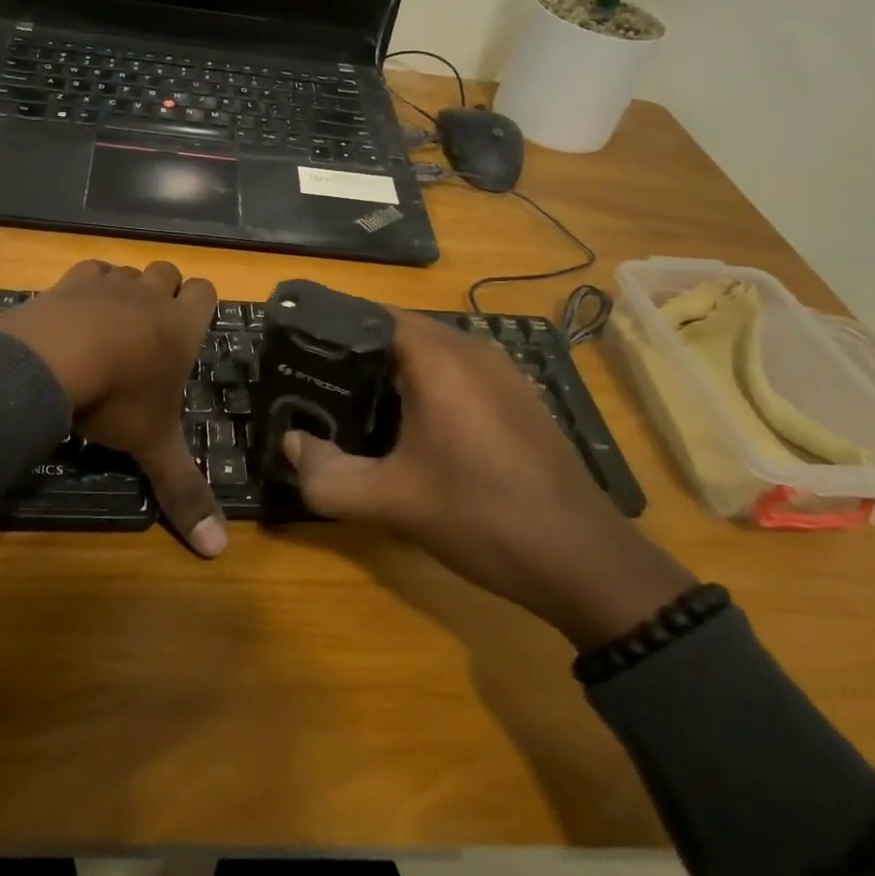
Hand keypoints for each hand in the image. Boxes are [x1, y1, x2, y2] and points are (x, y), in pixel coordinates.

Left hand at [0, 260, 226, 557]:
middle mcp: (150, 296)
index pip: (207, 292)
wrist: (52, 362)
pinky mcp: (70, 281)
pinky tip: (77, 313)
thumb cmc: (117, 399)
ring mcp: (110, 283)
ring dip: (127, 290)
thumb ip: (184, 491)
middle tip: (151, 330)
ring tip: (112, 325)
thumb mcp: (152, 446)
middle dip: (165, 292)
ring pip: (130, 270)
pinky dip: (89, 286)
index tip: (189, 328)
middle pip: (169, 273)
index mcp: (181, 327)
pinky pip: (90, 270)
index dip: (201, 305)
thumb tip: (219, 550)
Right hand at [284, 310, 693, 649]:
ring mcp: (500, 371)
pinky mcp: (516, 397)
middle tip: (313, 387)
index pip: (369, 315)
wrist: (584, 560)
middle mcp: (471, 349)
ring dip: (389, 374)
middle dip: (353, 356)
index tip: (294, 355)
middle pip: (396, 332)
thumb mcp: (392, 501)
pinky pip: (455, 375)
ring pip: (428, 354)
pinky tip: (407, 431)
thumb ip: (327, 474)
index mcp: (438, 357)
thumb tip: (290, 445)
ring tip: (350, 408)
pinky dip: (423, 388)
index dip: (328, 330)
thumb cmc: (481, 517)